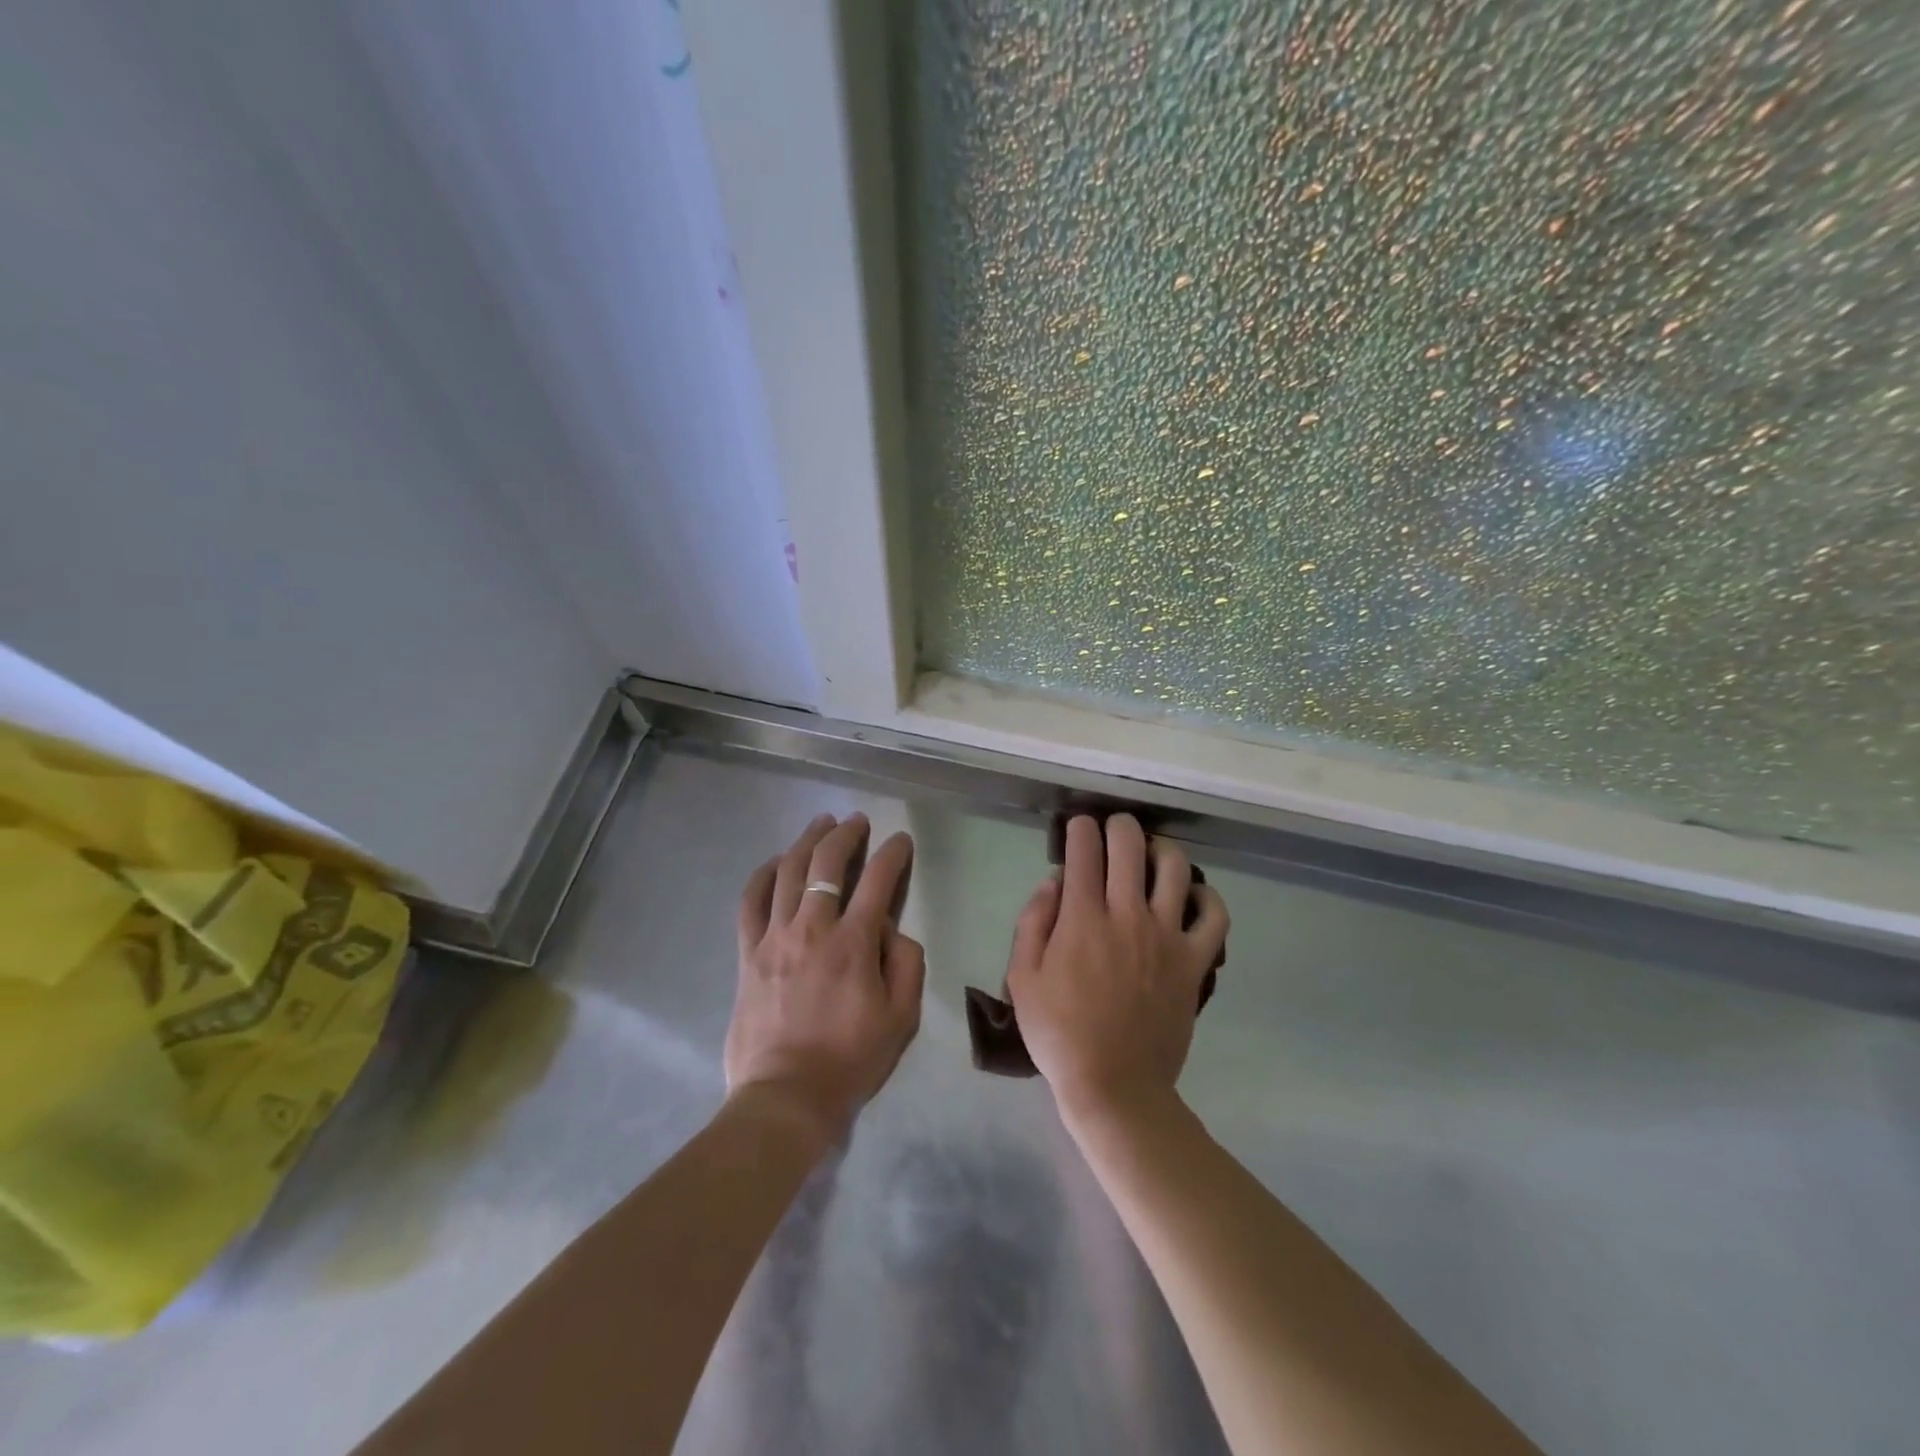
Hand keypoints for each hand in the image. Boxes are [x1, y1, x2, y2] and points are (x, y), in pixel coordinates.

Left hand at [727, 813, 924, 1141]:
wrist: (786, 1095)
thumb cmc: (851, 1059)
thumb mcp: (901, 1016)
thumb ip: (906, 963)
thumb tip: (890, 929)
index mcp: (854, 943)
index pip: (878, 881)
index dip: (892, 854)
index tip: (900, 840)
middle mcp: (813, 928)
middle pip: (827, 864)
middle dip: (845, 834)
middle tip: (856, 820)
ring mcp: (775, 938)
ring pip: (788, 872)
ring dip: (807, 841)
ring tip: (820, 824)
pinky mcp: (748, 953)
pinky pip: (751, 902)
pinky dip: (763, 875)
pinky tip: (775, 861)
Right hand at [1005, 814, 1227, 1124]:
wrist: (1114, 1085)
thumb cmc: (1059, 1033)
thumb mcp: (1022, 977)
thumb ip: (1033, 921)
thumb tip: (1054, 882)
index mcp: (1082, 918)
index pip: (1084, 851)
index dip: (1080, 829)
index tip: (1078, 828)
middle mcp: (1127, 915)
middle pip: (1130, 845)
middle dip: (1118, 825)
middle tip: (1112, 829)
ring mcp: (1166, 936)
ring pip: (1175, 868)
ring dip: (1161, 849)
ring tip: (1151, 855)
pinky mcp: (1194, 961)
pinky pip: (1214, 915)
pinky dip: (1206, 896)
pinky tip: (1192, 895)